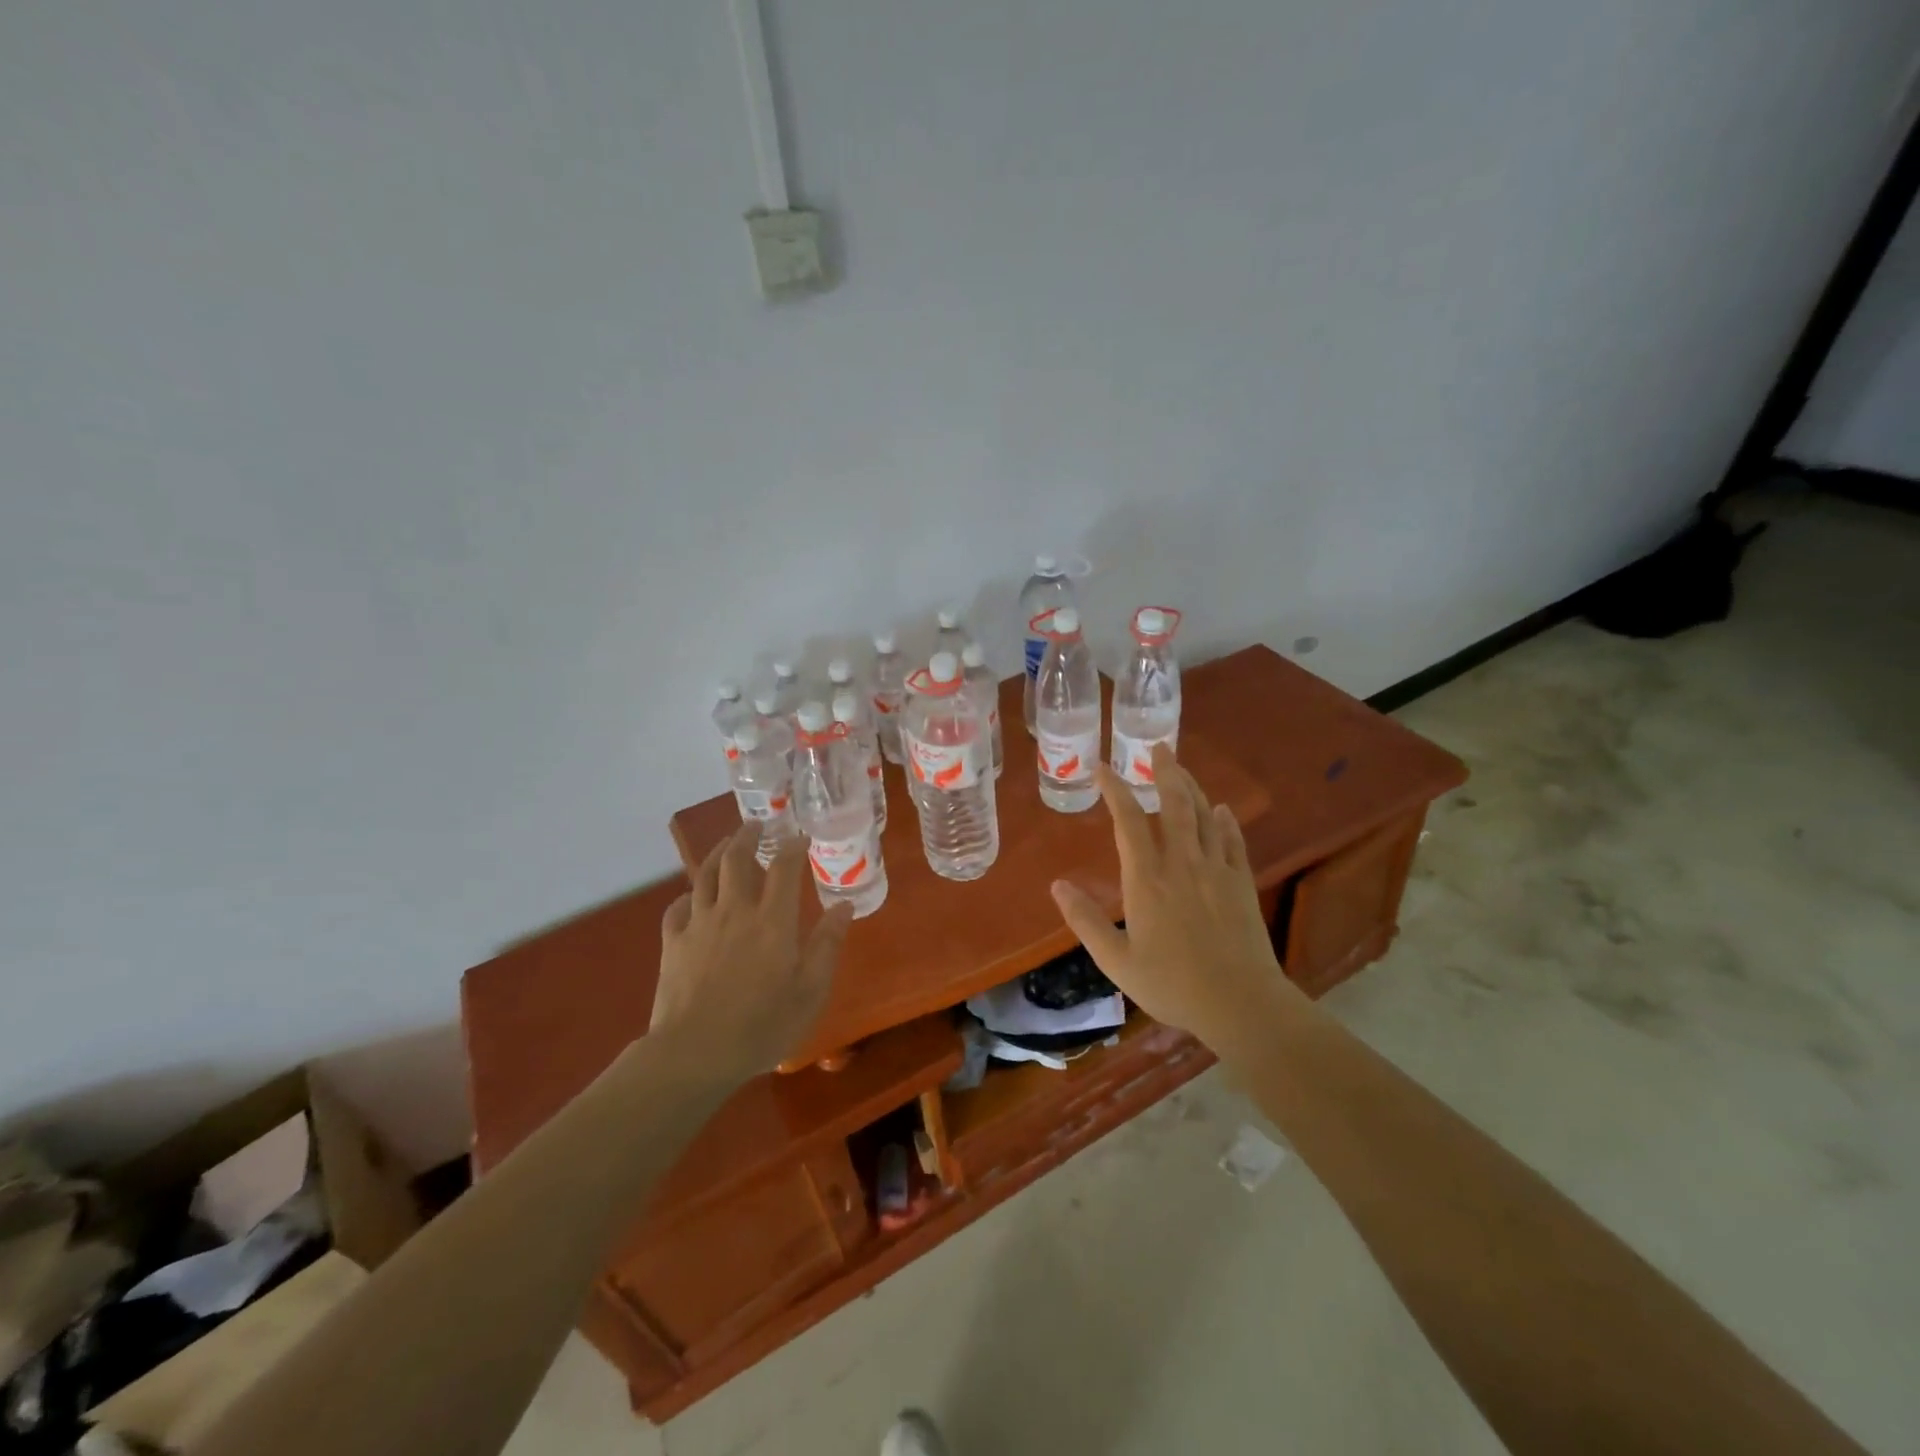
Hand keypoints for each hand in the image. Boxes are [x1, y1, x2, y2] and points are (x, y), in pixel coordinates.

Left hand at [650, 826, 853, 1080]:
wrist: (694, 1054)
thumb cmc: (761, 1026)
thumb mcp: (810, 991)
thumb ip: (827, 945)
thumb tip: (844, 906)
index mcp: (773, 920)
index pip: (784, 867)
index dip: (793, 846)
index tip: (800, 836)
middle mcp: (735, 910)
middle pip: (737, 858)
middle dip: (748, 836)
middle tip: (757, 825)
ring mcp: (699, 924)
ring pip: (705, 874)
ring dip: (717, 853)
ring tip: (726, 844)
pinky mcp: (673, 943)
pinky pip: (678, 907)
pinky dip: (688, 896)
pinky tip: (693, 899)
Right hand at [1051, 744, 1298, 1047]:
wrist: (1240, 1003)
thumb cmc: (1172, 984)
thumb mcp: (1116, 960)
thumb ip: (1085, 921)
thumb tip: (1057, 886)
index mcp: (1147, 879)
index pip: (1129, 821)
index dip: (1115, 790)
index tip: (1102, 768)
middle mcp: (1181, 864)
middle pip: (1174, 804)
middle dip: (1165, 771)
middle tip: (1158, 746)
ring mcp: (1216, 870)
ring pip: (1204, 816)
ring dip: (1192, 787)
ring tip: (1181, 768)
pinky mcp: (1241, 883)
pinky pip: (1234, 841)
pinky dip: (1226, 821)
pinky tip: (1222, 809)